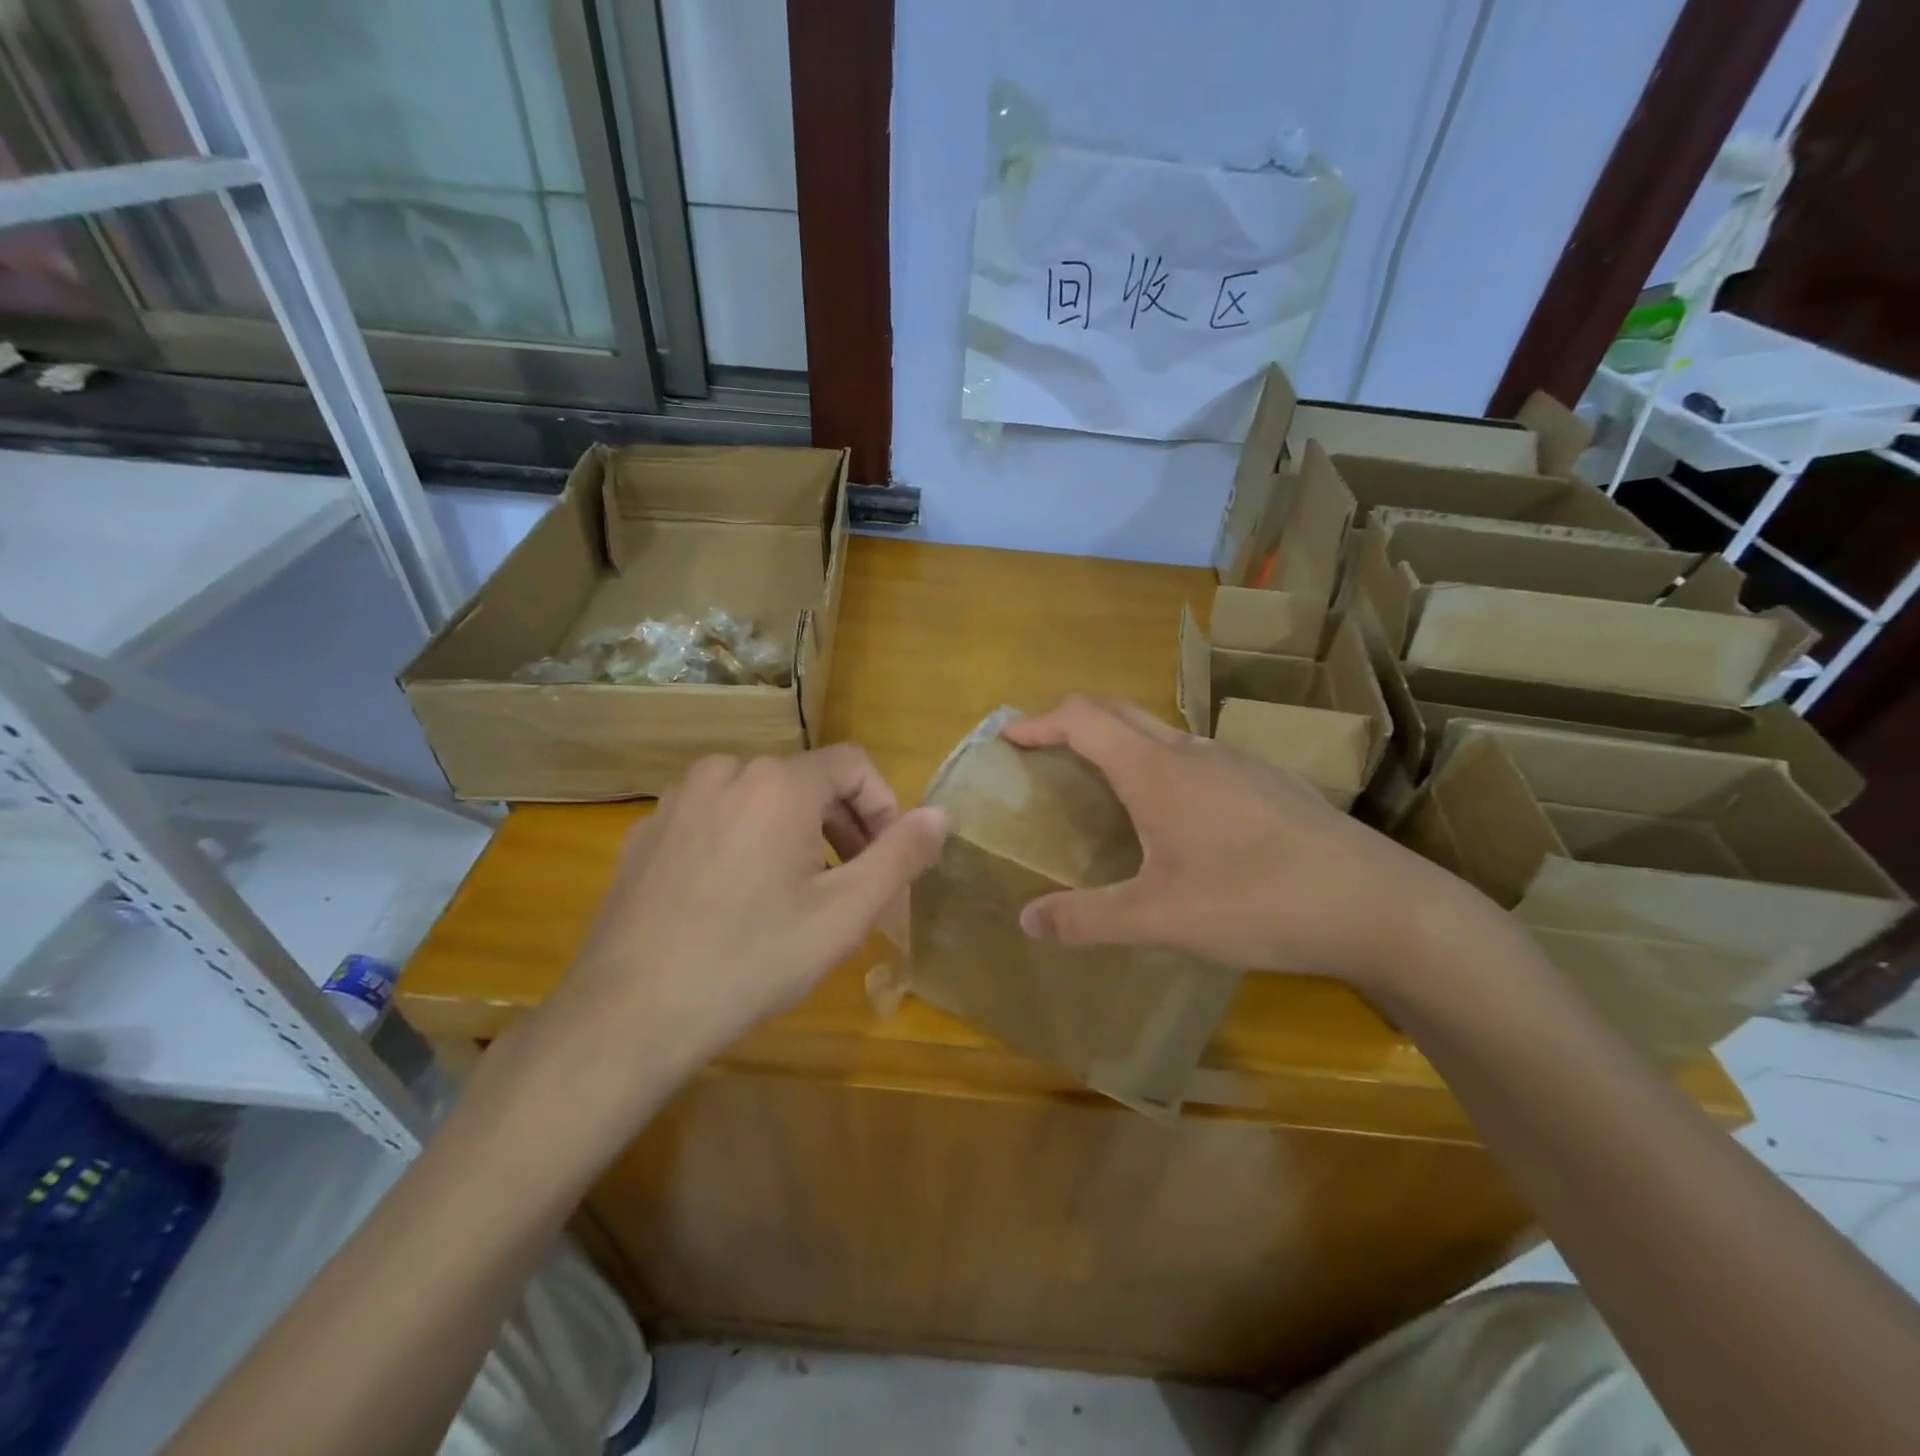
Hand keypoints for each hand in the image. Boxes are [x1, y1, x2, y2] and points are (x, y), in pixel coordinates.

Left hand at [524, 746, 948, 1133]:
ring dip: (793, 833)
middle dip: (841, 823)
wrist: (629, 1013)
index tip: (887, 858)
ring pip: (758, 798)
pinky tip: (735, 899)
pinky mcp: (645, 831)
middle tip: (851, 883)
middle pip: (805, 780)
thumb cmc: (752, 959)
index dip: (883, 805)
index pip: (853, 764)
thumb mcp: (844, 913)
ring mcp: (677, 799)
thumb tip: (942, 813)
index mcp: (778, 783)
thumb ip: (900, 855)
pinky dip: (743, 842)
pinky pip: (714, 819)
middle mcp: (725, 771)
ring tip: (796, 893)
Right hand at [1001, 697, 1506, 995]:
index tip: (1010, 736)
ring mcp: (1236, 762)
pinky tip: (1177, 816)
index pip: (1084, 720)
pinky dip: (1161, 764)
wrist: (1376, 904)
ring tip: (1104, 785)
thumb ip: (1087, 919)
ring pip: (1162, 733)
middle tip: (1046, 751)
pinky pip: (1196, 756)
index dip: (1040, 721)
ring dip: (1121, 742)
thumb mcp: (1160, 920)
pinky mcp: (1267, 782)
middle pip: (1120, 712)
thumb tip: (1026, 920)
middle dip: (1074, 721)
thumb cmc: (1256, 902)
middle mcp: (1194, 752)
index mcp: (1158, 771)